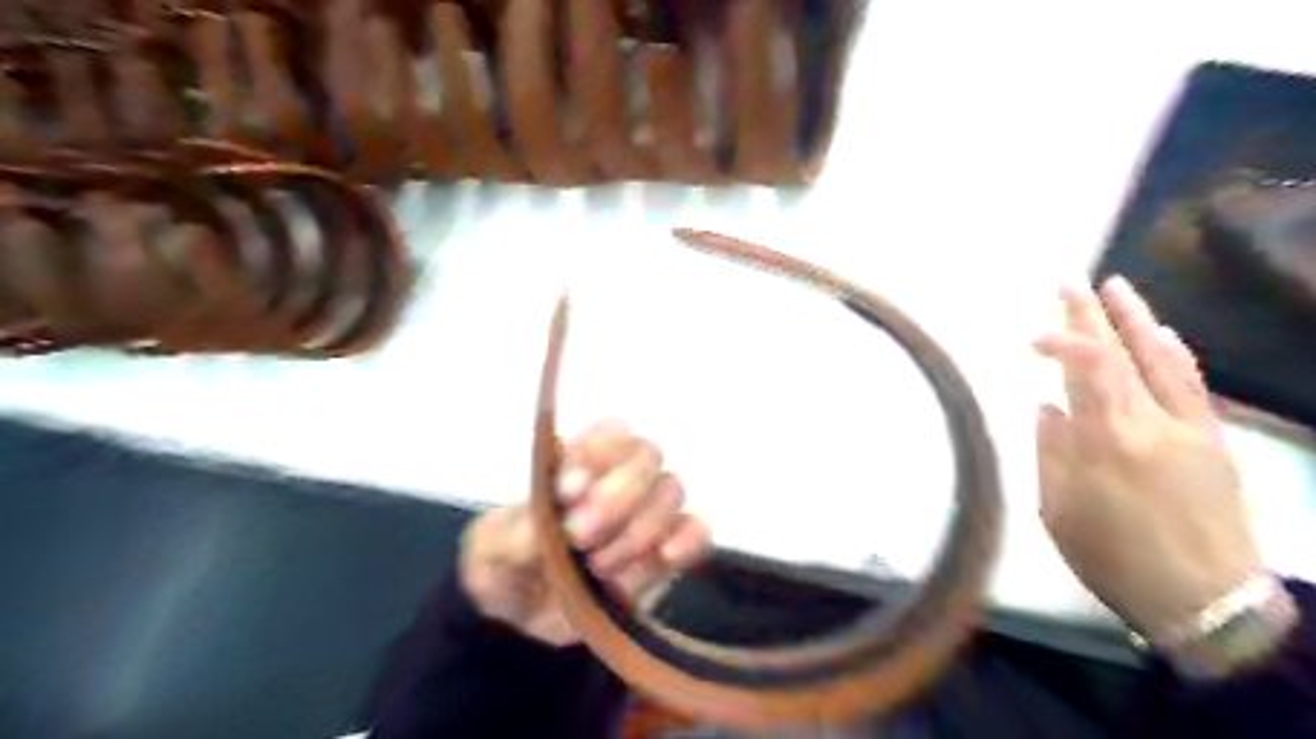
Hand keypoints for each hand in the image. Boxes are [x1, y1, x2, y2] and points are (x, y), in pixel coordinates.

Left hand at [460, 423, 708, 647]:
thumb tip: (553, 521)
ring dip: (639, 530)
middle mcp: (619, 479)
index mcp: (578, 462)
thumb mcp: (491, 550)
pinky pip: (697, 532)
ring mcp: (648, 514)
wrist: (523, 623)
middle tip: (579, 535)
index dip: (598, 453)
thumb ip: (517, 533)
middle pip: (648, 456)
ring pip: (671, 492)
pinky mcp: (668, 554)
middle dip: (618, 496)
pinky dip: (688, 539)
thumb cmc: (505, 566)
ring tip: (599, 567)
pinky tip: (667, 556)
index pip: (609, 431)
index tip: (567, 491)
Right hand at [1034, 275, 1257, 638]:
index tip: (1031, 339)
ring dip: (1138, 319)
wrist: (1204, 600)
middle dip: (1093, 314)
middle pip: (1122, 354)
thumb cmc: (1114, 557)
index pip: (1088, 368)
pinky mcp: (1213, 440)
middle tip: (1070, 282)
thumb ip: (1051, 452)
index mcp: (1107, 440)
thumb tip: (1046, 407)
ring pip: (1163, 359)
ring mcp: (1190, 428)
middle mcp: (1152, 422)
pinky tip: (1161, 334)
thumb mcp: (1060, 510)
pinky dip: (1171, 352)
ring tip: (1117, 287)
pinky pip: (1190, 383)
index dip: (1062, 340)